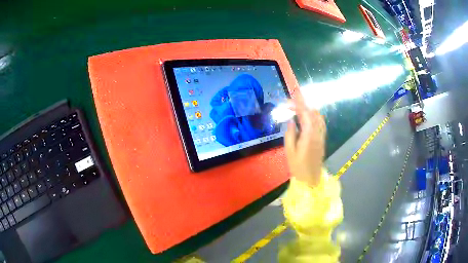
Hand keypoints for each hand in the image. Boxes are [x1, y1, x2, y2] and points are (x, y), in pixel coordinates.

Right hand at [284, 96, 325, 187]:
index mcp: (309, 135)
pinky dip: (314, 117)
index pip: (305, 113)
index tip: (288, 102)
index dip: (297, 105)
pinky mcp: (322, 140)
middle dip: (302, 106)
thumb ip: (290, 133)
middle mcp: (317, 132)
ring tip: (298, 111)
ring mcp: (321, 136)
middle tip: (291, 106)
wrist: (311, 179)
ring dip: (309, 111)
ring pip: (318, 117)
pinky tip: (307, 120)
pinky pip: (320, 123)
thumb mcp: (289, 151)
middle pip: (312, 113)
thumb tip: (291, 121)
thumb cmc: (298, 167)